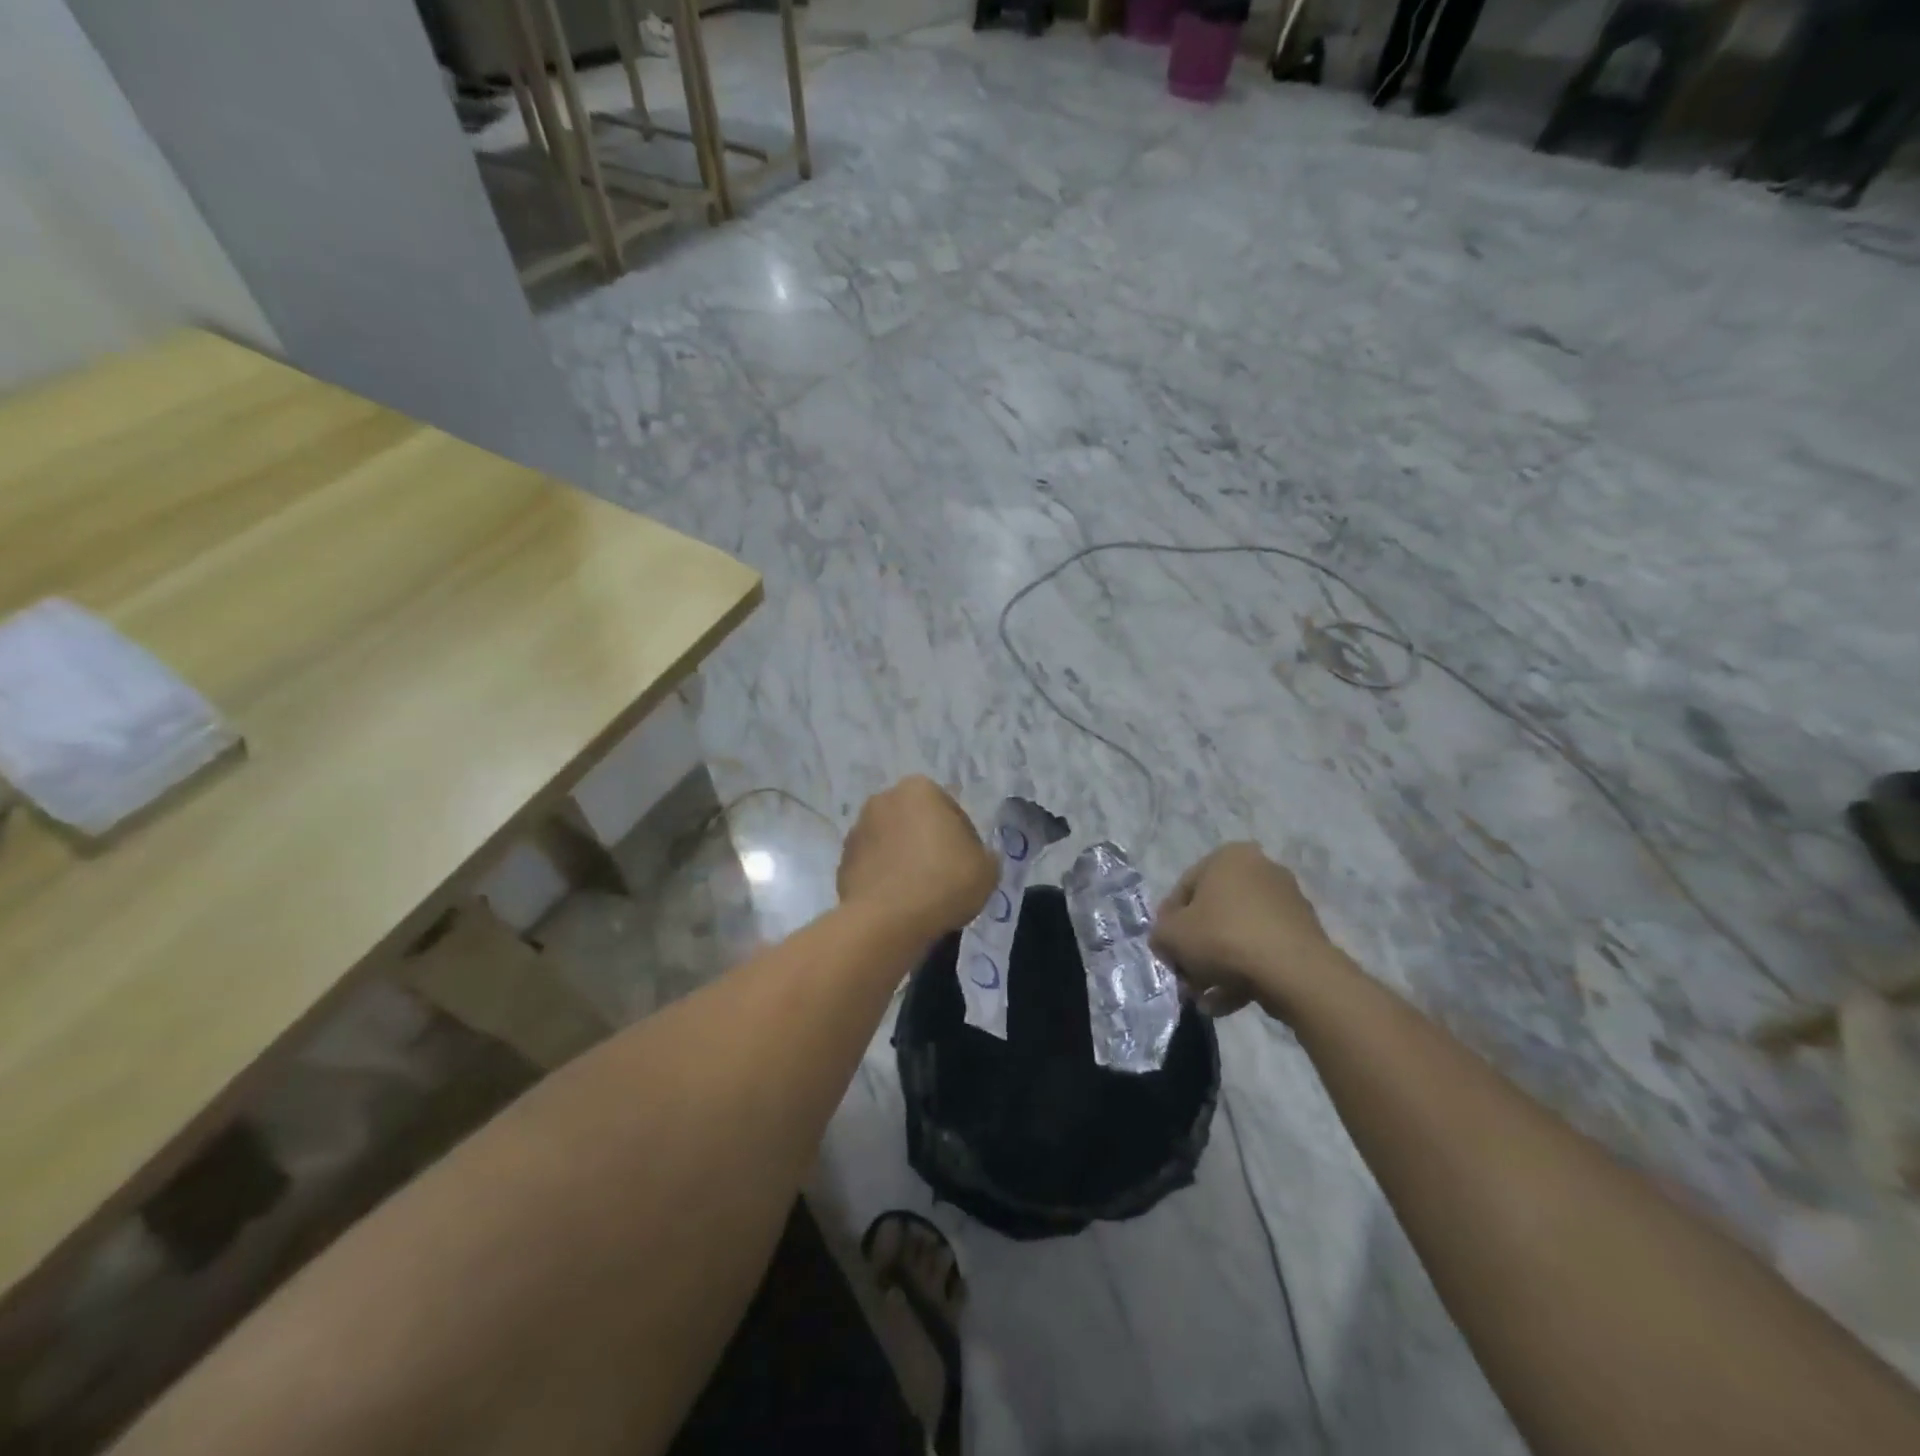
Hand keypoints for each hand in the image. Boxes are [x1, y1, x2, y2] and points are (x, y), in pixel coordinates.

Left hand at [838, 777, 997, 941]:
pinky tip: (899, 904)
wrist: (887, 921)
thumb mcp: (987, 869)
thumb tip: (976, 858)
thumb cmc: (944, 882)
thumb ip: (985, 855)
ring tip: (921, 895)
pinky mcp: (842, 862)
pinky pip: (873, 867)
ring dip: (905, 860)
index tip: (969, 866)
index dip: (965, 841)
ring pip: (893, 844)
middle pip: (917, 823)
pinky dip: (885, 879)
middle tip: (946, 878)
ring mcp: (858, 830)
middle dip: (929, 844)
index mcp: (919, 789)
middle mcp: (883, 799)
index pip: (952, 812)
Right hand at [1151, 842, 1349, 1019]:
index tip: (1165, 951)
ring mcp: (1287, 902)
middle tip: (1185, 978)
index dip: (1169, 923)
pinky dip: (1244, 974)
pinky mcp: (1304, 934)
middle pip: (1214, 914)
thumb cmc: (1223, 937)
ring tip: (1203, 999)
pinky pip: (1263, 951)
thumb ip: (1160, 934)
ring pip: (1238, 936)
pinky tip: (1226, 1003)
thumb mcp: (1172, 935)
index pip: (1185, 889)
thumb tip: (1165, 941)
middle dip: (1196, 951)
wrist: (1294, 971)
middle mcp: (1261, 870)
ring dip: (1217, 968)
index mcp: (1229, 857)